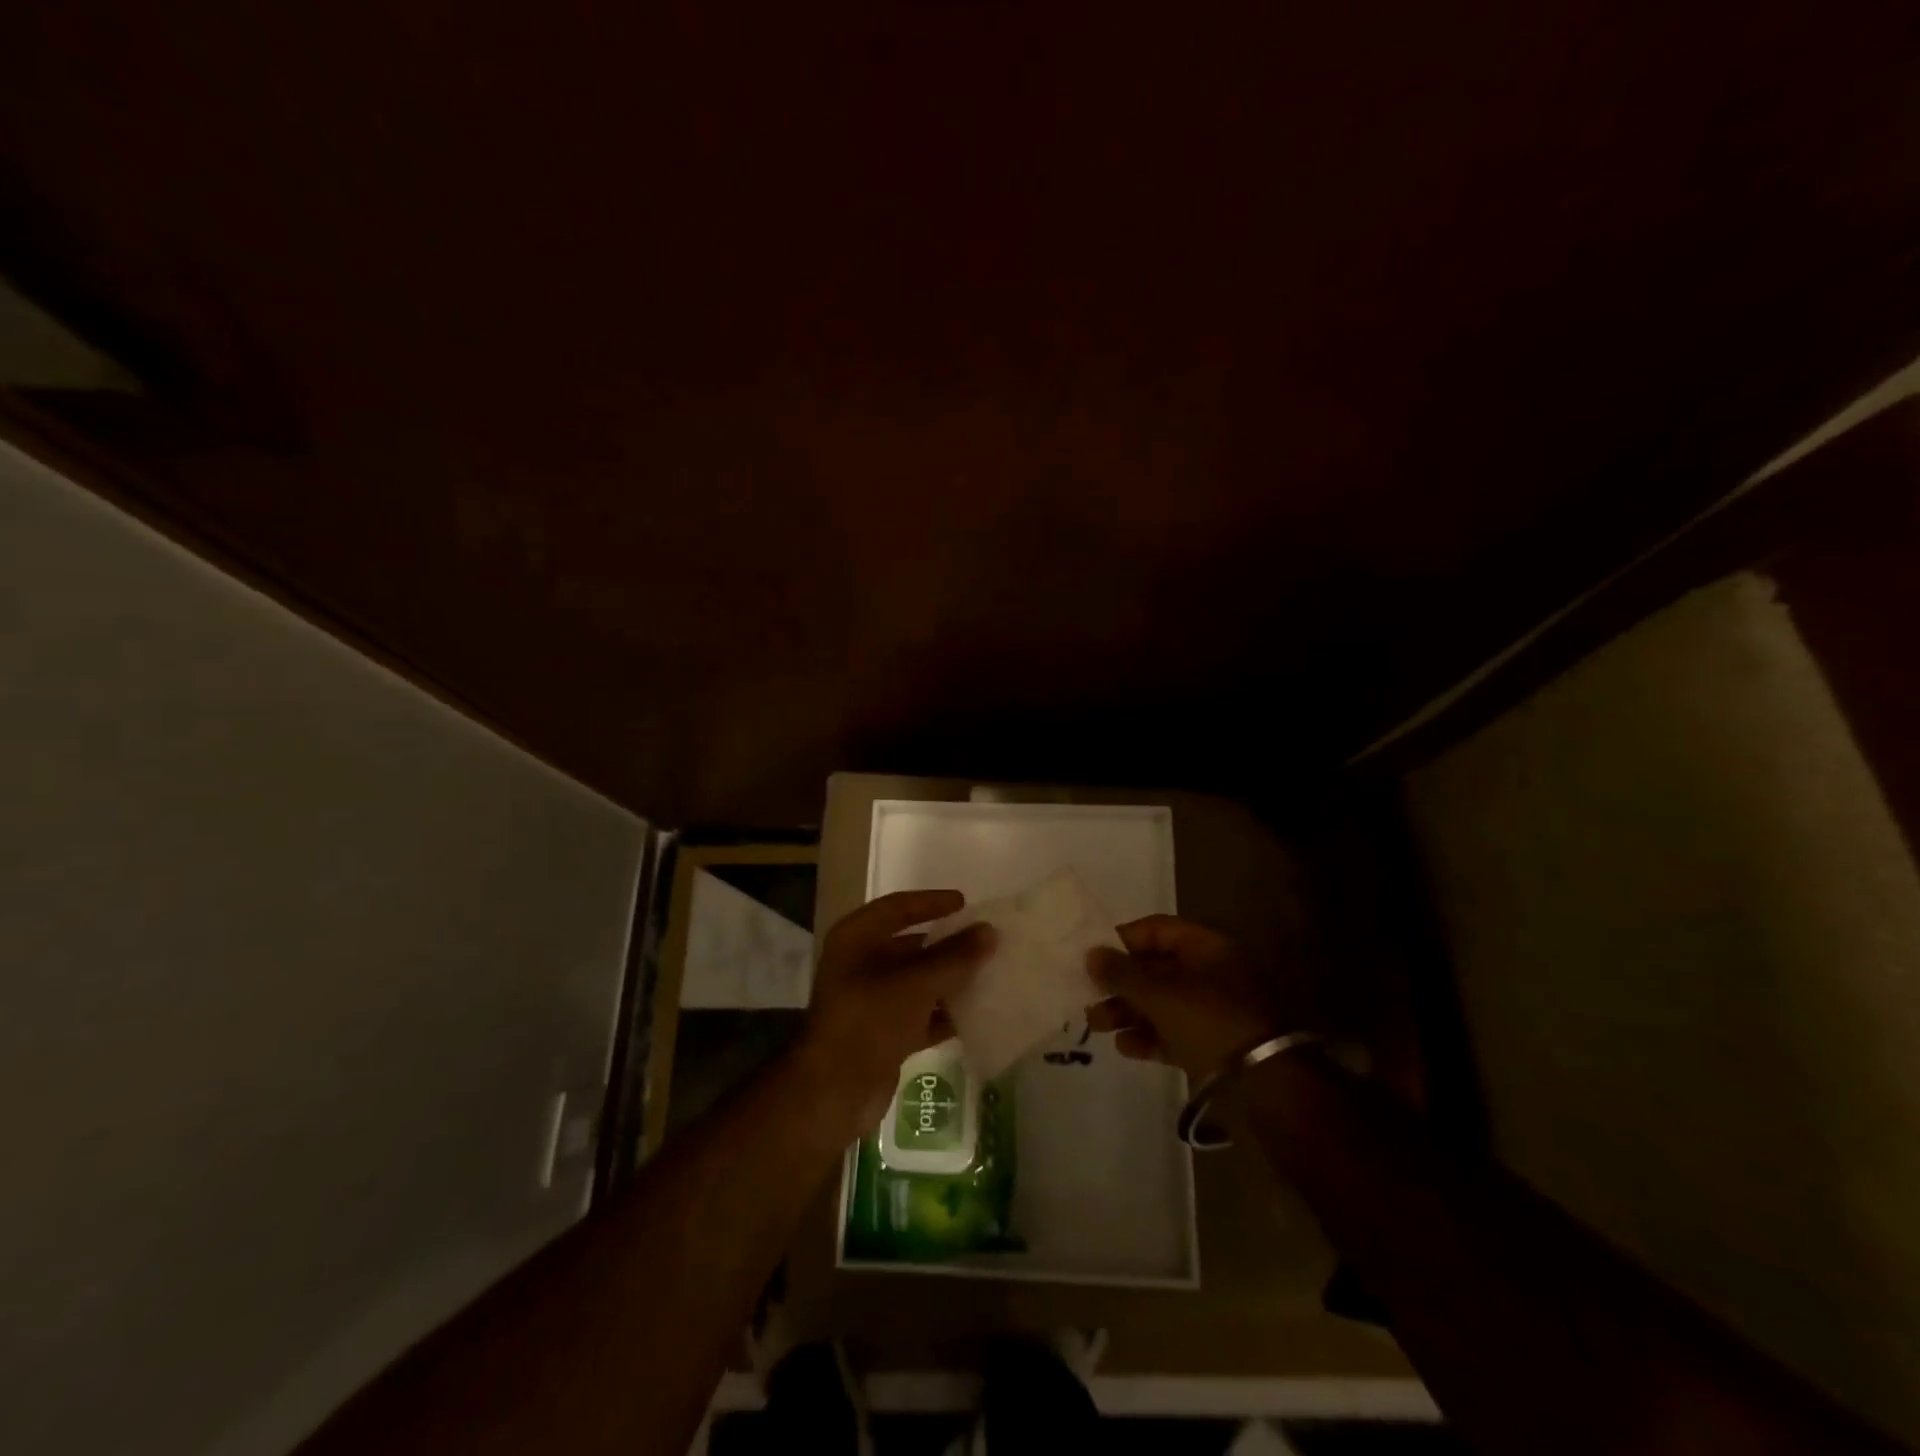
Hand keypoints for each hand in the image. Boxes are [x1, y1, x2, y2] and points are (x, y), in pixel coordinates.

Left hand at [798, 890, 995, 1126]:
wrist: (832, 1093)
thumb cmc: (868, 1021)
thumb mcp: (915, 984)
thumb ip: (955, 957)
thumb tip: (990, 931)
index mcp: (856, 939)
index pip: (898, 907)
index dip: (931, 902)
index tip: (966, 903)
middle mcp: (860, 964)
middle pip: (911, 945)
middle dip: (947, 945)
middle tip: (985, 941)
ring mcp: (871, 1000)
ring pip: (918, 981)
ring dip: (950, 980)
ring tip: (990, 973)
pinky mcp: (883, 1033)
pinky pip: (920, 1013)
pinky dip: (944, 1013)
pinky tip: (977, 1013)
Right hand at [1086, 916, 1290, 1081]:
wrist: (1262, 1085)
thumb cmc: (1208, 1021)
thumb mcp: (1159, 993)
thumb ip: (1121, 973)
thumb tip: (1091, 954)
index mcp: (1206, 948)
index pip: (1156, 930)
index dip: (1122, 940)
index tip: (1093, 957)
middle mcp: (1211, 973)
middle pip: (1155, 969)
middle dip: (1120, 984)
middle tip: (1088, 996)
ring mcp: (1213, 1011)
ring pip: (1161, 1003)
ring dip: (1127, 1012)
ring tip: (1096, 1025)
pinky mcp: (1212, 1045)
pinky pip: (1173, 1033)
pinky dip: (1148, 1037)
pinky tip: (1124, 1047)